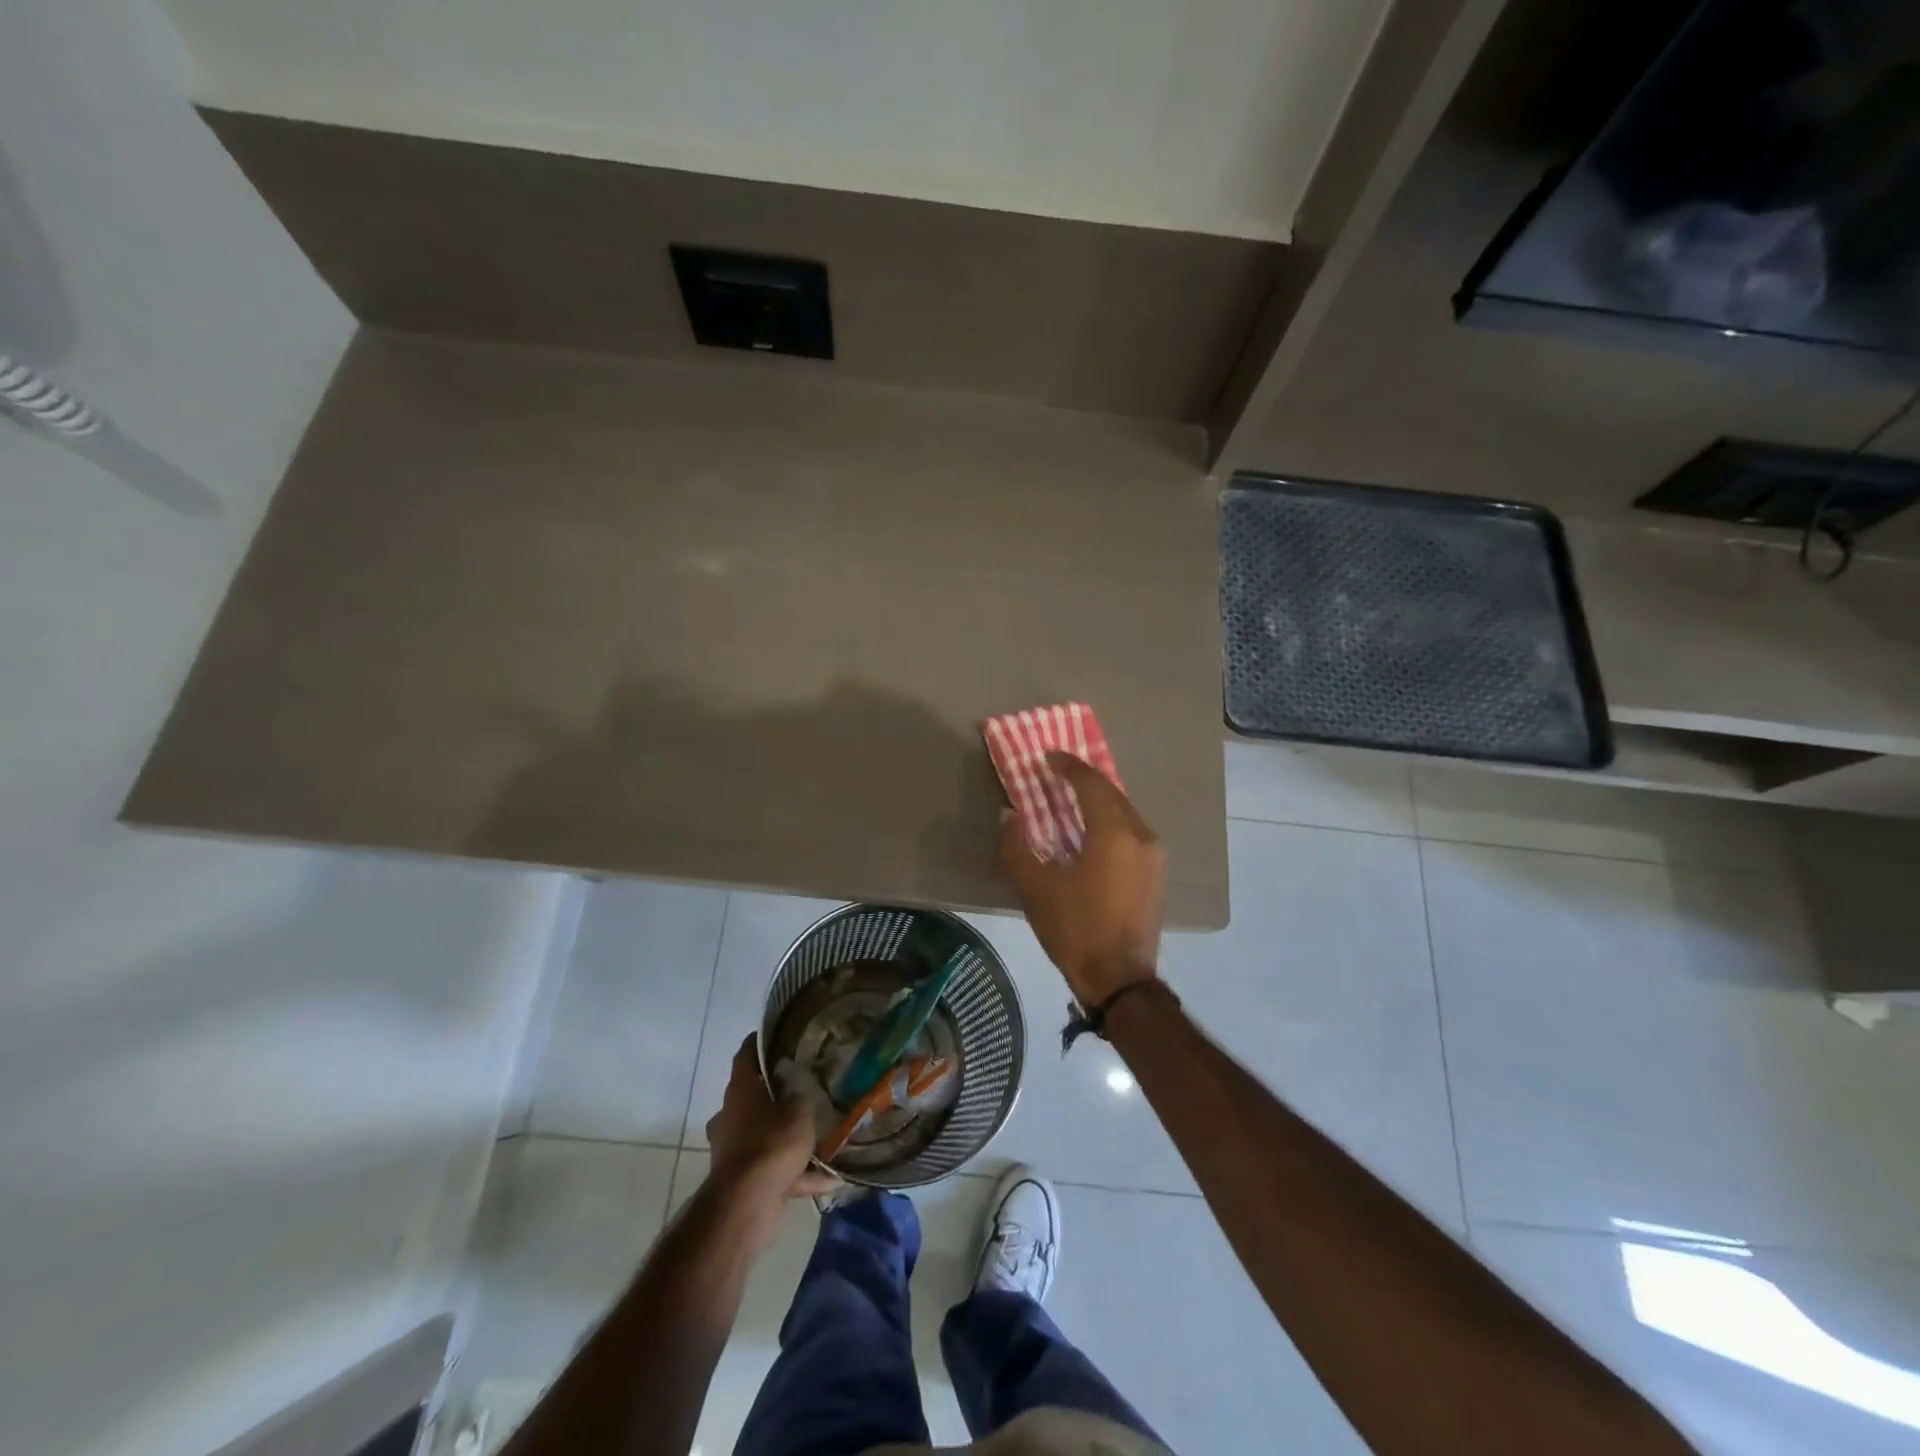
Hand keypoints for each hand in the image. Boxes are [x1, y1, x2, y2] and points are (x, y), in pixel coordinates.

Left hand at [706, 1036, 839, 1209]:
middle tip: (805, 1089)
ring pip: (765, 1136)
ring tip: (822, 1136)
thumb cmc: (771, 1143)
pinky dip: (799, 1173)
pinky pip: (775, 1170)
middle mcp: (730, 1117)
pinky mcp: (743, 1182)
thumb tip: (801, 1091)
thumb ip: (802, 1096)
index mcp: (739, 1092)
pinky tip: (830, 1178)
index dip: (759, 1043)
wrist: (747, 1204)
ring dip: (789, 1138)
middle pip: (754, 1098)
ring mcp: (734, 1151)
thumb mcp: (799, 1110)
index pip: (745, 1056)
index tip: (775, 1035)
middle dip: (777, 1096)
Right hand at [999, 751, 1165, 1006]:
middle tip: (1056, 776)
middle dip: (1084, 781)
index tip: (1048, 758)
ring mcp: (1154, 855)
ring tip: (1071, 803)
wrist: (1119, 980)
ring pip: (1124, 812)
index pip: (1091, 784)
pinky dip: (1110, 822)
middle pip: (1112, 793)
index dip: (1068, 766)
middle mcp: (1141, 835)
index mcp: (1114, 833)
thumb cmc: (1075, 930)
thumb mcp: (1035, 889)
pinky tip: (1091, 834)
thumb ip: (1017, 846)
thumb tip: (1011, 817)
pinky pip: (1132, 832)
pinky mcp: (1156, 874)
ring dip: (1098, 802)